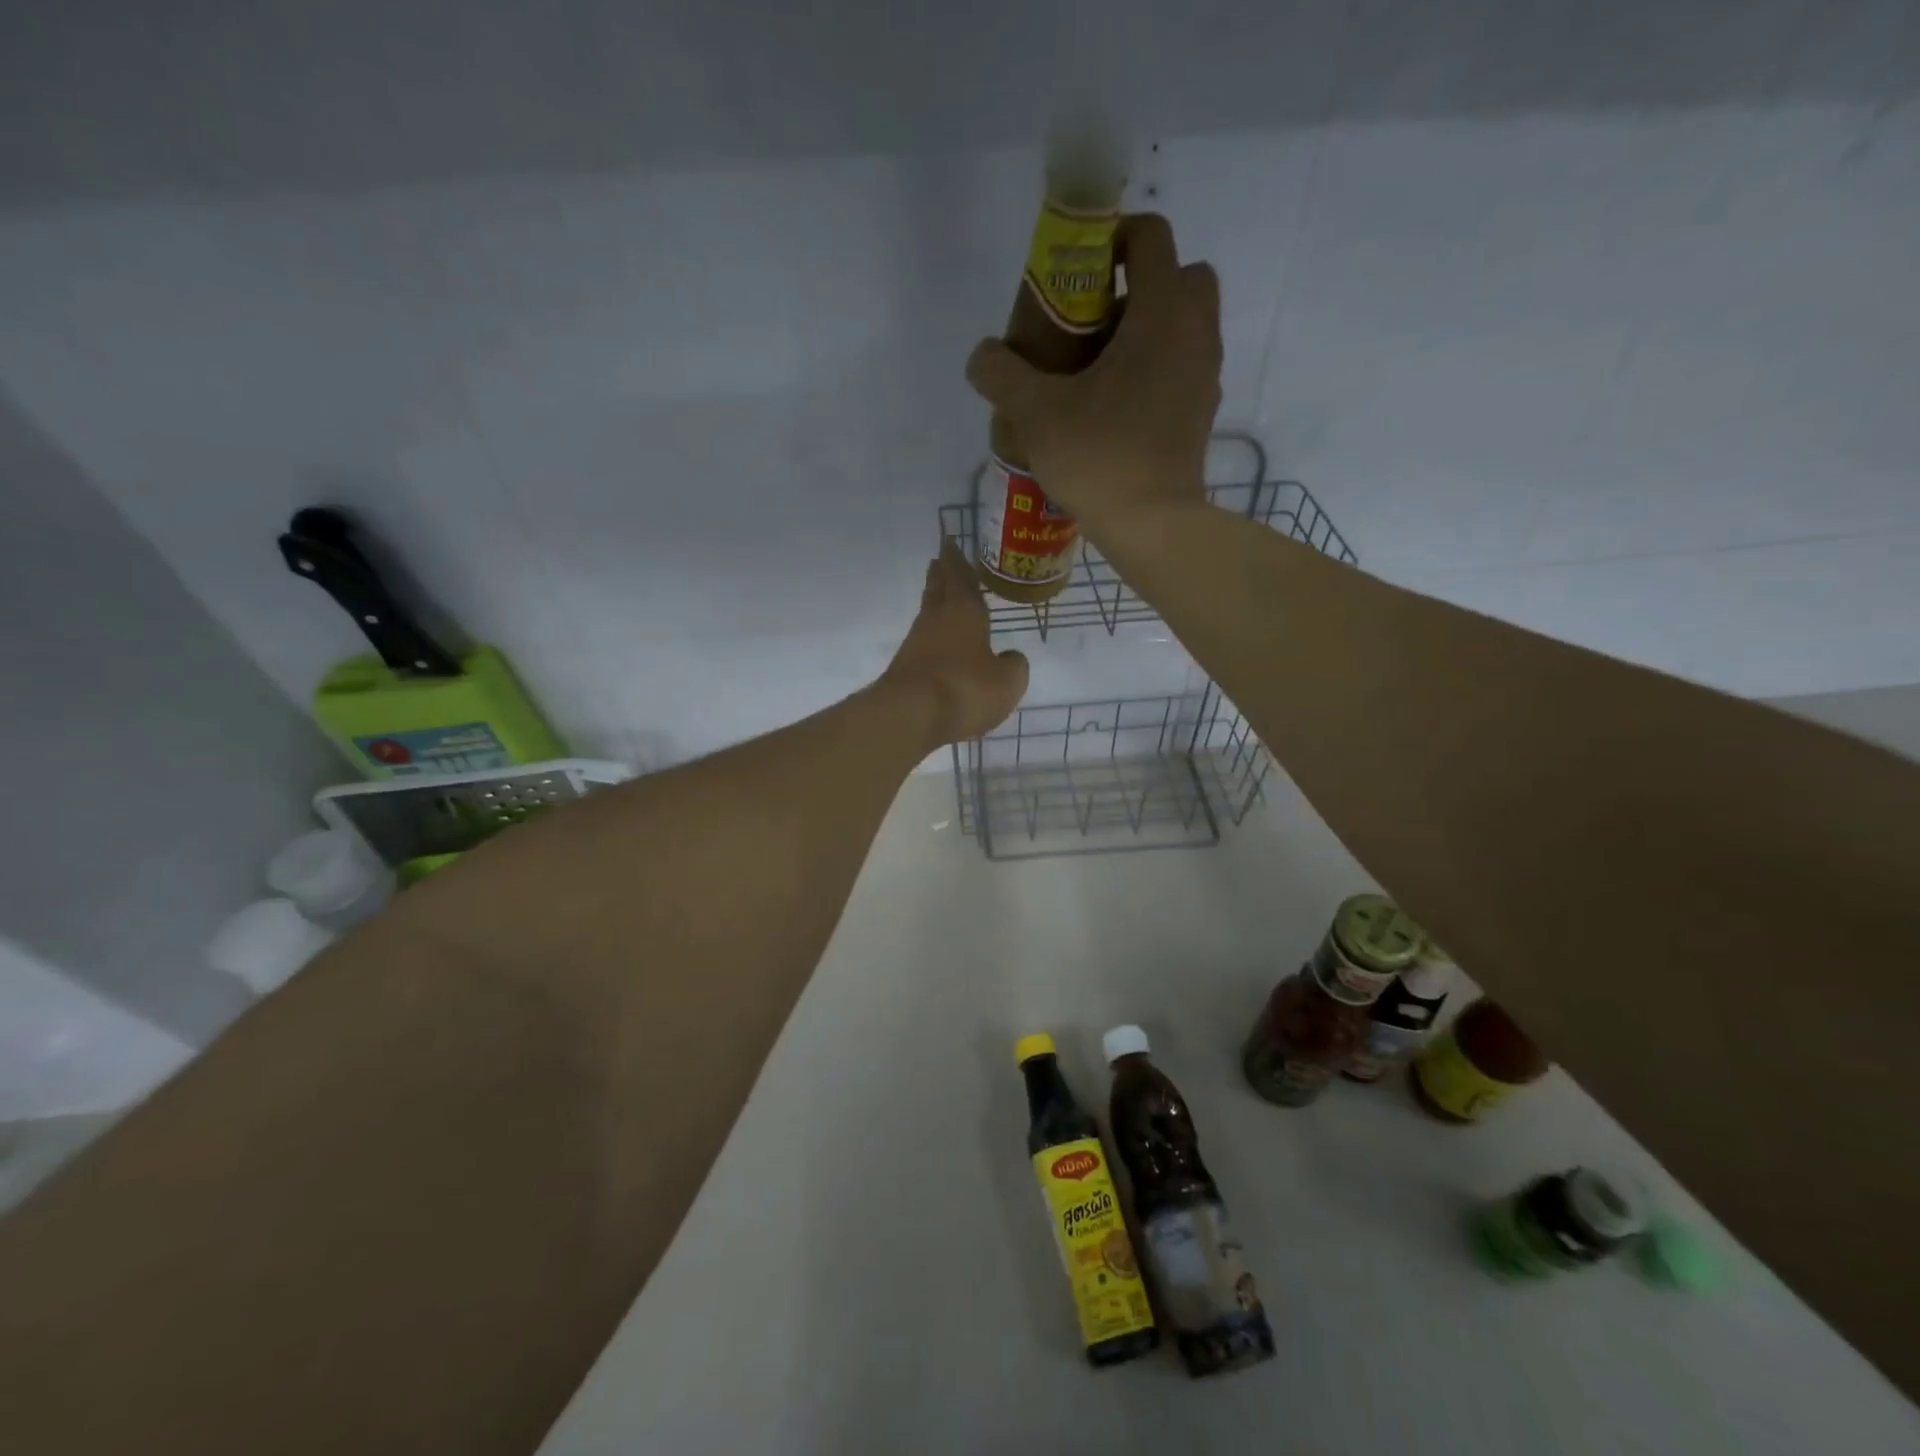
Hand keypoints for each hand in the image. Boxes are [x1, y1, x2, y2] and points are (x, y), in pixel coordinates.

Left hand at [880, 541, 1029, 747]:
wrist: (912, 715)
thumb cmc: (966, 688)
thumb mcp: (1007, 681)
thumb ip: (1013, 665)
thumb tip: (1010, 658)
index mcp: (965, 611)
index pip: (962, 578)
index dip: (959, 561)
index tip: (950, 543)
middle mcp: (937, 619)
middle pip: (938, 589)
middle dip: (941, 574)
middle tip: (940, 560)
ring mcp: (917, 642)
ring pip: (928, 612)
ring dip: (934, 600)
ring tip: (939, 593)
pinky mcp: (906, 666)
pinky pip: (923, 640)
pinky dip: (931, 634)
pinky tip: (937, 642)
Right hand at [965, 213, 1222, 534]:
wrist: (1152, 525)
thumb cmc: (1099, 457)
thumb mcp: (1035, 413)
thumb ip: (1002, 374)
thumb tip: (981, 356)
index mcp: (1162, 312)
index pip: (1150, 237)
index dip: (1112, 238)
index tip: (1077, 273)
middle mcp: (1195, 333)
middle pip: (1180, 276)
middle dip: (1140, 285)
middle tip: (1094, 323)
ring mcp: (1205, 376)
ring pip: (1185, 325)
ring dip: (1148, 330)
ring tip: (1099, 369)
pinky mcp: (1201, 414)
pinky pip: (1183, 367)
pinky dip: (1157, 369)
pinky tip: (1117, 406)